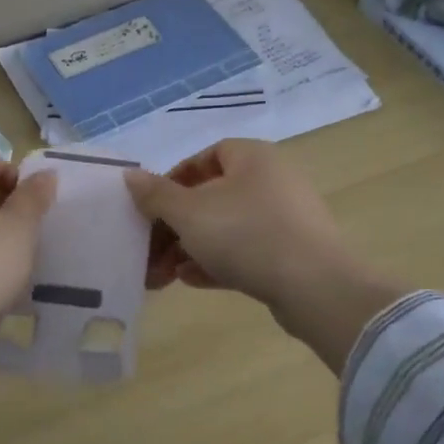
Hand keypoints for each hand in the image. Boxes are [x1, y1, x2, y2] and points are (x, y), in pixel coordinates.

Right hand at [122, 139, 351, 309]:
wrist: (314, 286)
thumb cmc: (245, 234)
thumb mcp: (189, 212)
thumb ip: (156, 195)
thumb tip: (129, 175)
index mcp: (252, 158)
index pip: (206, 156)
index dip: (174, 180)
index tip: (152, 207)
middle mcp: (272, 181)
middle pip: (212, 197)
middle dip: (175, 226)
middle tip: (149, 252)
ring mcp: (285, 218)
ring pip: (226, 228)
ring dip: (191, 248)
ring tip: (163, 275)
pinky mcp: (291, 253)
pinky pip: (246, 252)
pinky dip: (216, 262)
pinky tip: (190, 281)